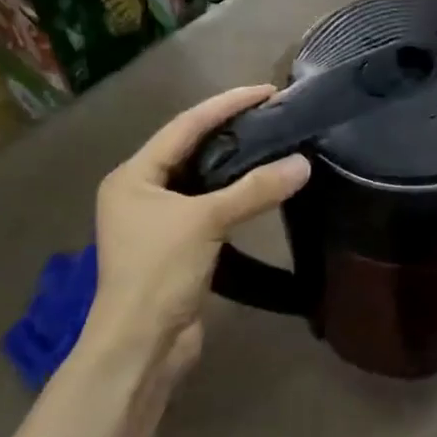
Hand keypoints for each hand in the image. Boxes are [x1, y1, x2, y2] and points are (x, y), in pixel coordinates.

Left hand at [86, 85, 309, 381]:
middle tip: (271, 114)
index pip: (184, 126)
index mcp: (133, 176)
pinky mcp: (175, 246)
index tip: (265, 91)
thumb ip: (254, 190)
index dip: (225, 105)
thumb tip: (303, 164)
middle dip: (228, 129)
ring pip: (200, 180)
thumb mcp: (206, 222)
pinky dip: (232, 195)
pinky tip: (258, 188)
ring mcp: (156, 221)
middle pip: (189, 149)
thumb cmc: (159, 272)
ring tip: (270, 143)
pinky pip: (207, 207)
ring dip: (232, 164)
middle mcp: (140, 192)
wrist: (141, 345)